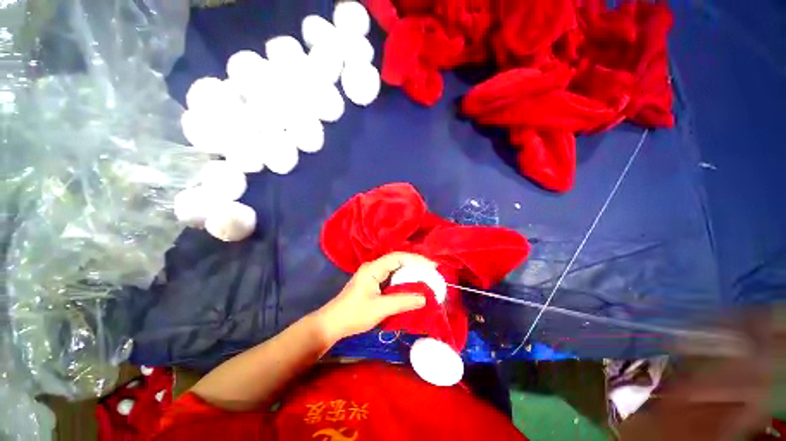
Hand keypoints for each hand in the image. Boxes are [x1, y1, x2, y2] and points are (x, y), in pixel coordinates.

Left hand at [313, 252, 433, 343]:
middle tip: (432, 271)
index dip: (416, 259)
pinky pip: (392, 276)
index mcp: (373, 268)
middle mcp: (374, 267)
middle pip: (398, 260)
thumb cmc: (354, 314)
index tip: (432, 266)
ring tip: (426, 276)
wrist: (333, 323)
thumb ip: (403, 301)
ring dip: (410, 271)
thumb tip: (425, 298)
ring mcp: (373, 274)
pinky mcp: (373, 282)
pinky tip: (412, 284)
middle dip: (415, 264)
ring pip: (396, 268)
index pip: (398, 257)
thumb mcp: (380, 308)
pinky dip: (404, 279)